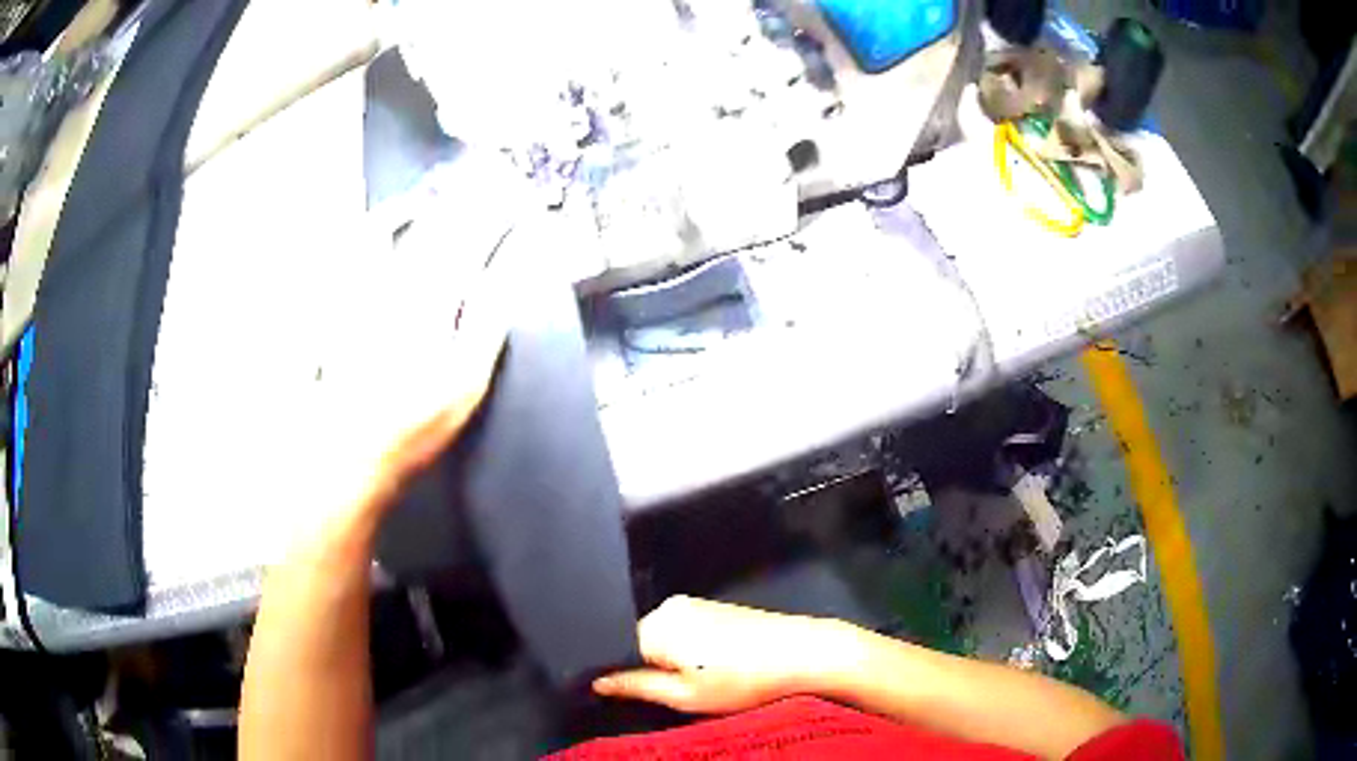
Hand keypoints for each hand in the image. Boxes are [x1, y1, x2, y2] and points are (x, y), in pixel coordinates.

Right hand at [592, 596, 860, 713]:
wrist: (803, 653)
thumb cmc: (742, 680)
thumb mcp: (684, 695)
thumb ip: (635, 686)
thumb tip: (596, 682)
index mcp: (656, 626)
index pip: (617, 650)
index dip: (624, 676)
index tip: (636, 695)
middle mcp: (670, 606)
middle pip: (640, 642)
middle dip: (649, 667)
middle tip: (675, 693)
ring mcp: (695, 603)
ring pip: (664, 637)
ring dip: (672, 660)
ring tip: (701, 680)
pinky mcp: (715, 606)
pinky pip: (685, 629)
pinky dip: (690, 649)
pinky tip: (715, 665)